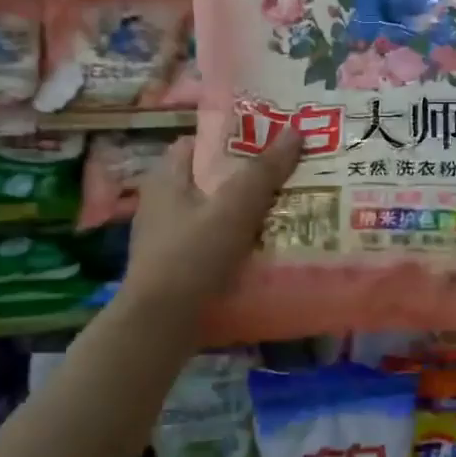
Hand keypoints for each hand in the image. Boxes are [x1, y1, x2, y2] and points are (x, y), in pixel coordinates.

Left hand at [120, 130, 300, 316]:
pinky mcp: (176, 267)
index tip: (271, 141)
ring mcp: (167, 236)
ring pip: (214, 212)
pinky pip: (212, 242)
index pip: (199, 141)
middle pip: (211, 178)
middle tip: (288, 175)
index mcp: (167, 177)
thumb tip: (295, 131)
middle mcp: (162, 202)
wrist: (160, 325)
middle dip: (247, 177)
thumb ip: (264, 170)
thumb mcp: (234, 207)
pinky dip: (236, 241)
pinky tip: (265, 248)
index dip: (234, 137)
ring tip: (286, 210)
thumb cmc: (193, 256)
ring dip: (245, 212)